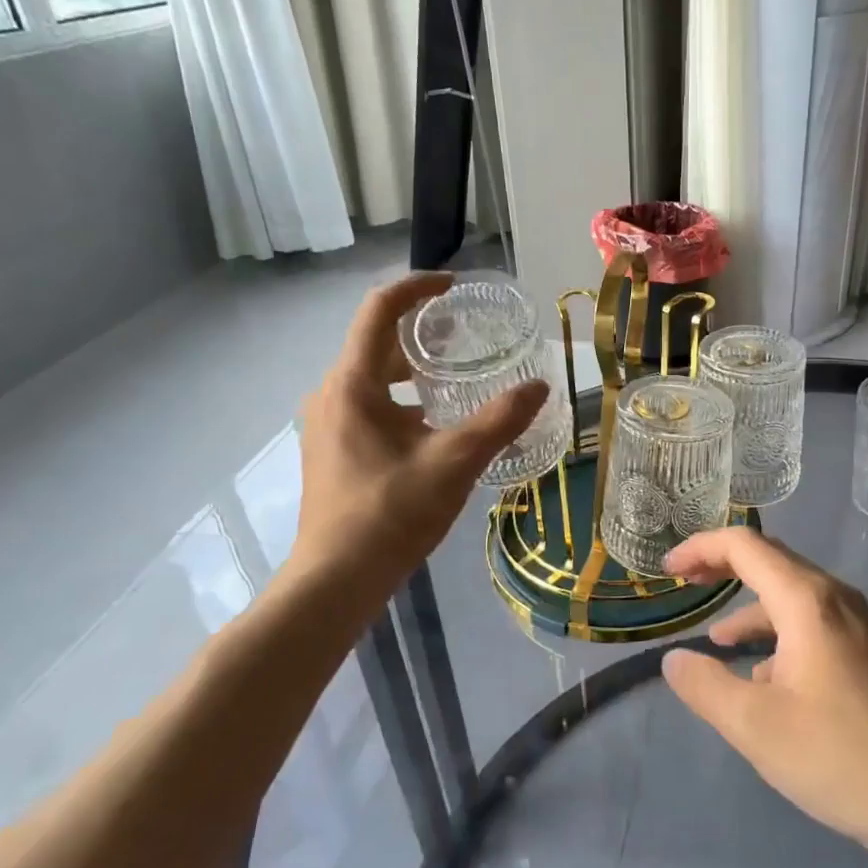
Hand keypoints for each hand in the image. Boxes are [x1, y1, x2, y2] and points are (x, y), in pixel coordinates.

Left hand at [284, 273, 547, 607]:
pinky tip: (437, 424)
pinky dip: (404, 400)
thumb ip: (499, 421)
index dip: (417, 288)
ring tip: (460, 375)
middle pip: (378, 344)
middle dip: (423, 333)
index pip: (379, 311)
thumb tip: (539, 386)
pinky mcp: (333, 450)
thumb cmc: (390, 515)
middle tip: (470, 335)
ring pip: (375, 378)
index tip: (454, 286)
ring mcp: (328, 424)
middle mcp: (332, 394)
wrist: (335, 581)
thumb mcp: (454, 463)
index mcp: (352, 384)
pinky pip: (370, 405)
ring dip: (415, 369)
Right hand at [661, 527, 867, 865]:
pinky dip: (780, 634)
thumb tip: (675, 659)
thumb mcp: (756, 727)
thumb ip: (705, 687)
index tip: (669, 571)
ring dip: (752, 607)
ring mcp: (862, 625)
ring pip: (794, 596)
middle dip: (724, 567)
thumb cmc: (841, 757)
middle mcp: (837, 599)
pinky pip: (815, 623)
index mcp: (807, 602)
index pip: (745, 546)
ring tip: (719, 641)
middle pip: (772, 561)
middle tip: (686, 583)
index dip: (701, 548)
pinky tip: (768, 679)